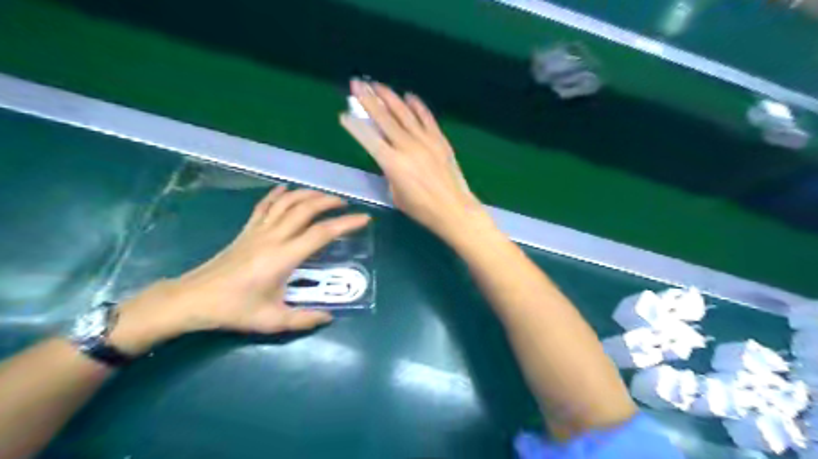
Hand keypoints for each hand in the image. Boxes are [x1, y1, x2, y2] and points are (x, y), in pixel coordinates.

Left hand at [103, 187, 371, 354]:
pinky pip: (264, 205)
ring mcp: (258, 231)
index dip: (346, 224)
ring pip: (286, 202)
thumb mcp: (272, 320)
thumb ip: (304, 320)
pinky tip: (286, 189)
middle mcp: (274, 237)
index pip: (322, 233)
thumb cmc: (234, 309)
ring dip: (308, 195)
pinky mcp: (247, 230)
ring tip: (324, 196)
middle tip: (345, 204)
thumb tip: (329, 317)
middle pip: (306, 209)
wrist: (193, 299)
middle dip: (329, 202)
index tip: (364, 218)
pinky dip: (278, 194)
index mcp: (284, 257)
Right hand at [342, 80, 486, 243]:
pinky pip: (426, 118)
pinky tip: (409, 96)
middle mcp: (407, 146)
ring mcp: (425, 141)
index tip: (344, 113)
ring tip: (377, 84)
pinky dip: (417, 106)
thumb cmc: (422, 209)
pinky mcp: (440, 140)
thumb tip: (389, 156)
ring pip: (404, 113)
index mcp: (392, 163)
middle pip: (384, 119)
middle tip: (357, 83)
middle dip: (368, 99)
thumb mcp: (396, 195)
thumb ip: (389, 172)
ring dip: (389, 97)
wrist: (454, 209)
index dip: (355, 126)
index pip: (368, 138)